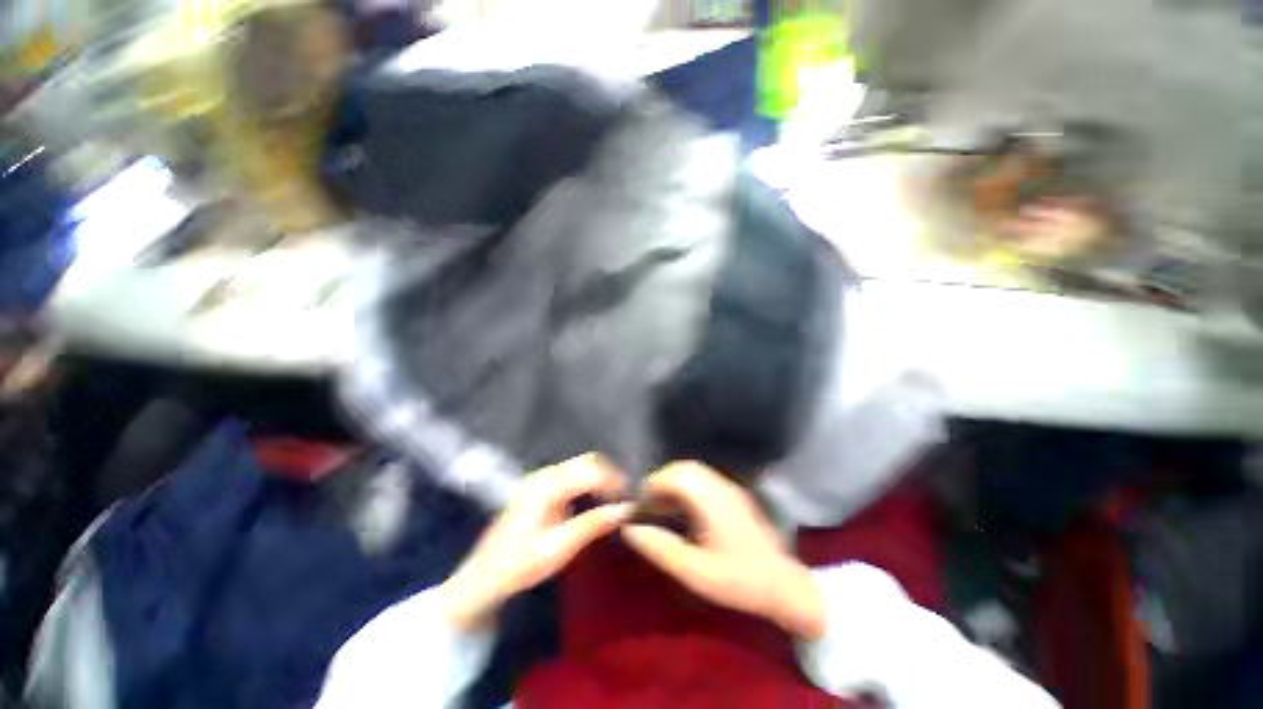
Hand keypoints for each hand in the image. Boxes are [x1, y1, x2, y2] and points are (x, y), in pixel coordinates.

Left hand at [441, 454, 631, 631]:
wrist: (484, 576)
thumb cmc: (520, 565)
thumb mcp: (559, 549)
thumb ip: (593, 525)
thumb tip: (626, 509)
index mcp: (547, 487)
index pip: (591, 471)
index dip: (615, 481)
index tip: (630, 499)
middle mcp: (544, 474)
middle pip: (587, 461)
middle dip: (610, 475)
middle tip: (625, 498)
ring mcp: (541, 477)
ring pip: (581, 464)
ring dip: (601, 476)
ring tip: (615, 498)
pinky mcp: (540, 484)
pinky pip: (572, 472)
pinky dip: (589, 480)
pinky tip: (596, 497)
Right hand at [621, 462, 825, 639]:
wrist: (783, 586)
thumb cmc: (737, 580)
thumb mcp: (693, 571)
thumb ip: (660, 548)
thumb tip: (629, 529)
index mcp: (710, 501)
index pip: (675, 476)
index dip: (652, 484)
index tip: (638, 502)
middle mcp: (720, 487)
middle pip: (684, 468)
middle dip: (662, 479)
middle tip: (648, 503)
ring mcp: (730, 488)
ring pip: (694, 471)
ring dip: (674, 482)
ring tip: (662, 505)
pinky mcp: (734, 494)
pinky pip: (704, 479)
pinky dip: (687, 486)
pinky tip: (682, 508)